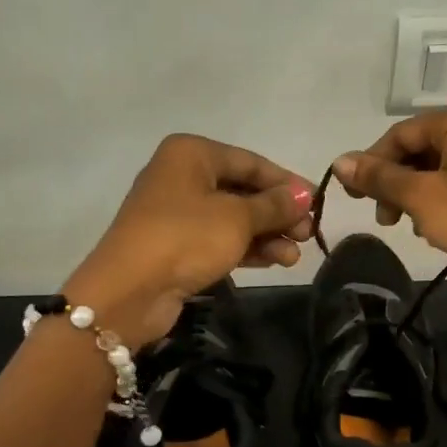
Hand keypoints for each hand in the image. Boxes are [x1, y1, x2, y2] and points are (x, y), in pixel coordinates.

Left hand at [64, 135, 313, 348]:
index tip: (317, 203)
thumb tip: (305, 196)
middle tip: (307, 233)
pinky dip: (247, 248)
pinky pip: (219, 239)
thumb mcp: (238, 218)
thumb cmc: (186, 238)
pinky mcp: (176, 245)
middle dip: (277, 213)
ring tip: (295, 256)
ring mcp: (176, 213)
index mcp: (192, 154)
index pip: (250, 161)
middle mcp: (182, 176)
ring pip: (233, 218)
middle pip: (242, 190)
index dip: (286, 183)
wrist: (129, 291)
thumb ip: (274, 205)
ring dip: (266, 235)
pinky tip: (276, 261)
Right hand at [330, 102, 446, 309]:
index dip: (371, 163)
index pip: (400, 133)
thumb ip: (378, 177)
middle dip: (395, 182)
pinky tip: (434, 227)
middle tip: (383, 218)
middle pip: (420, 149)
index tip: (353, 196)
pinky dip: (440, 200)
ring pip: (439, 168)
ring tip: (408, 226)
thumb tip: (339, 161)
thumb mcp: (420, 197)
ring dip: (415, 195)